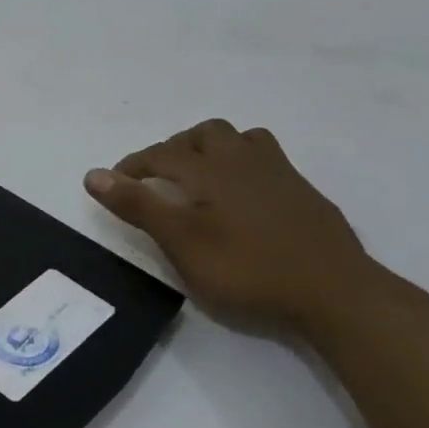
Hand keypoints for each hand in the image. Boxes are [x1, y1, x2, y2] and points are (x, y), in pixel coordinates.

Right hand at [84, 120, 385, 334]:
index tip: (115, 183)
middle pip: (206, 134)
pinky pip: (268, 162)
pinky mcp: (306, 195)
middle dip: (177, 148)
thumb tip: (93, 174)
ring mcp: (282, 175)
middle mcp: (245, 161)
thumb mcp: (181, 242)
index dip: (134, 165)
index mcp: (211, 170)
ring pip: (243, 141)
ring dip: (215, 150)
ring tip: (202, 178)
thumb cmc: (247, 269)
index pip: (162, 154)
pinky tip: (245, 200)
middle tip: (161, 177)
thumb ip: (138, 206)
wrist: (335, 293)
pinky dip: (245, 168)